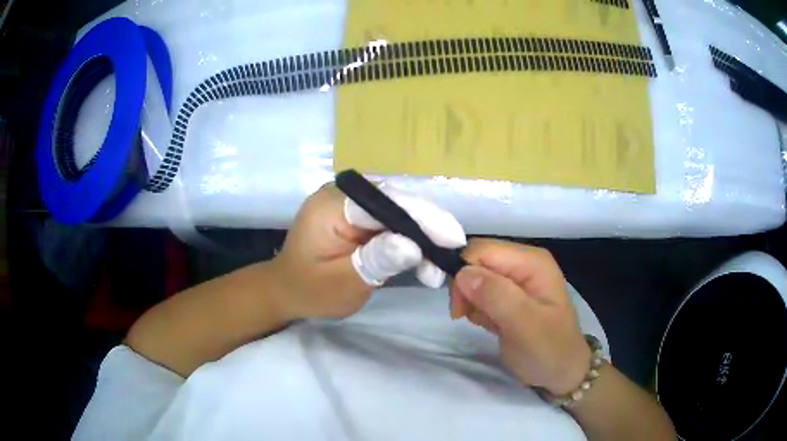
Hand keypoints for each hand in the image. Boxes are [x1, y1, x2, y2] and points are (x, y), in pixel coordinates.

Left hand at [272, 183, 465, 320]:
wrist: (288, 291)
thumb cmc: (310, 291)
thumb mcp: (342, 283)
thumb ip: (375, 261)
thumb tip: (412, 245)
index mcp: (331, 206)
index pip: (384, 203)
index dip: (422, 217)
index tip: (452, 237)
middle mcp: (343, 196)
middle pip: (395, 203)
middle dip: (427, 228)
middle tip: (452, 252)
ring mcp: (351, 205)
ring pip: (398, 213)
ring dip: (422, 237)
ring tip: (438, 266)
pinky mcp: (359, 217)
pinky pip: (391, 223)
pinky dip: (409, 241)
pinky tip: (424, 261)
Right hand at [451, 239, 590, 395]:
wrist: (562, 373)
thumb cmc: (547, 350)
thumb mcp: (524, 325)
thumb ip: (495, 296)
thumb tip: (462, 272)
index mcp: (531, 261)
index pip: (482, 250)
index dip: (464, 273)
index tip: (460, 307)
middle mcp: (524, 263)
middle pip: (477, 261)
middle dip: (466, 288)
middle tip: (466, 317)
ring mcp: (518, 279)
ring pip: (476, 277)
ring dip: (471, 301)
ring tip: (486, 323)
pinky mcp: (511, 295)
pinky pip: (481, 292)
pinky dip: (478, 309)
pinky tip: (490, 324)